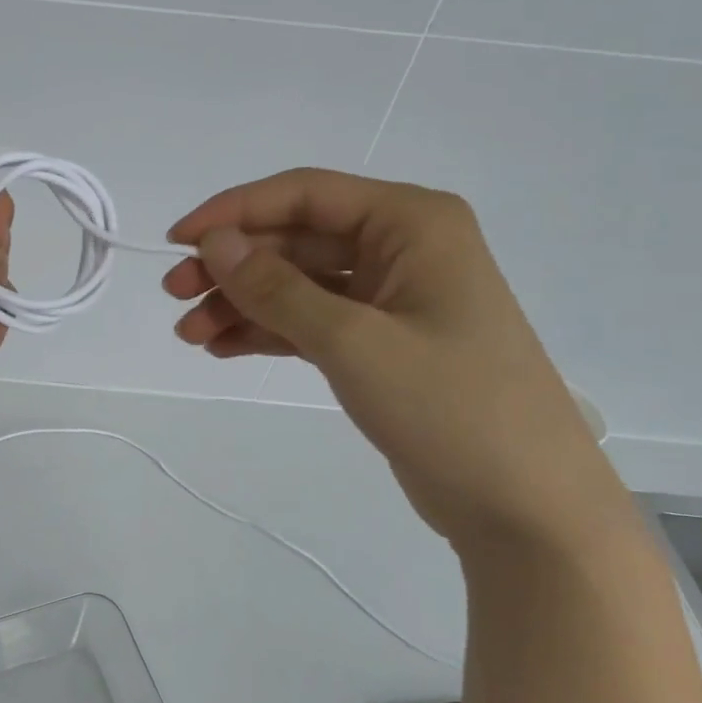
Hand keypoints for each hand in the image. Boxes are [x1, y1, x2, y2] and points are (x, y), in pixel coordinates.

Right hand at [163, 168, 619, 549]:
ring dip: (241, 303)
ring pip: (296, 283)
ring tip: (190, 335)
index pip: (305, 194)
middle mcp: (402, 248)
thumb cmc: (450, 408)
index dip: (234, 212)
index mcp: (411, 223)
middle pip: (295, 240)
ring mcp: (390, 298)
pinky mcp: (379, 343)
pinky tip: (221, 348)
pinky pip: (308, 321)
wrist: (526, 508)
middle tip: (175, 297)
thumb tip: (214, 242)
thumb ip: (277, 288)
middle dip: (232, 266)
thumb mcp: (353, 341)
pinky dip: (266, 331)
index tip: (177, 242)